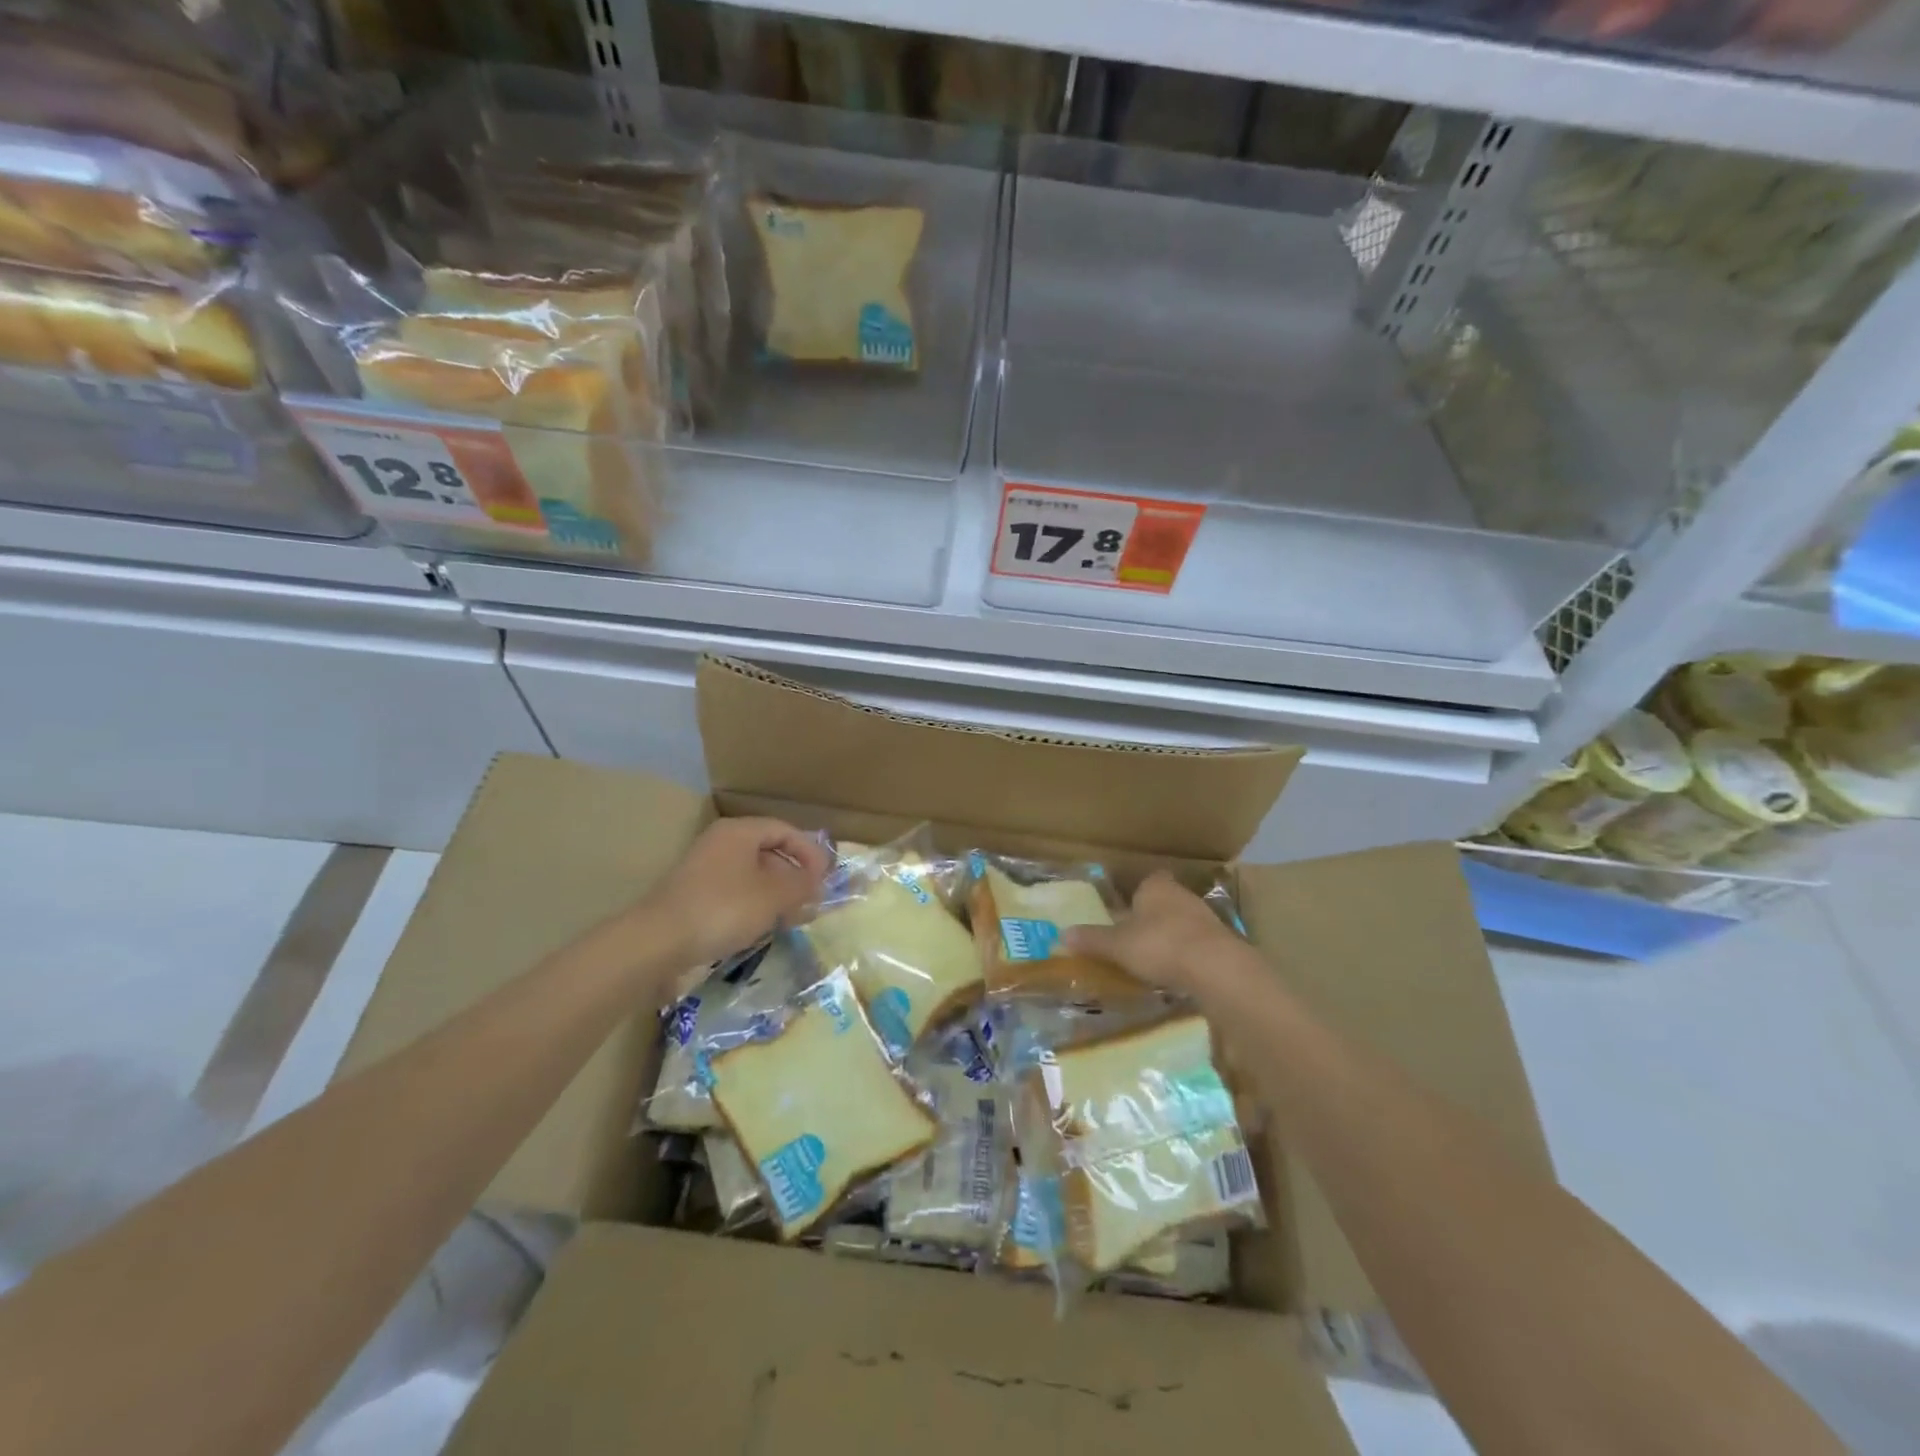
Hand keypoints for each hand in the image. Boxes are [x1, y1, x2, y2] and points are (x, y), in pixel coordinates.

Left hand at [636, 817, 829, 972]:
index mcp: (739, 831)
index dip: (810, 852)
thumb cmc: (723, 908)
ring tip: (794, 918)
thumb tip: (818, 882)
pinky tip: (764, 927)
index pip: (785, 830)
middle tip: (812, 900)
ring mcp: (705, 870)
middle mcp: (721, 843)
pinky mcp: (695, 896)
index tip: (825, 879)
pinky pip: (736, 893)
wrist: (658, 942)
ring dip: (777, 894)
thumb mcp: (773, 896)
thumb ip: (802, 885)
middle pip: (769, 851)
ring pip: (753, 875)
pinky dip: (756, 905)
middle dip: (795, 876)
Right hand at [1064, 871, 1251, 1005]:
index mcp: (1155, 886)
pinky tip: (1178, 972)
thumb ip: (1092, 940)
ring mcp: (1206, 917)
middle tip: (1134, 938)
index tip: (1126, 912)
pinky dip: (1188, 954)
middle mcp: (1182, 894)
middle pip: (1163, 901)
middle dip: (1151, 917)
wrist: (1215, 967)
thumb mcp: (1118, 945)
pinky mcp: (1221, 942)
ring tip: (1154, 959)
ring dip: (1171, 936)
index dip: (1136, 895)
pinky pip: (1197, 944)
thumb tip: (1062, 935)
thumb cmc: (1159, 945)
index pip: (1146, 881)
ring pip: (1182, 922)